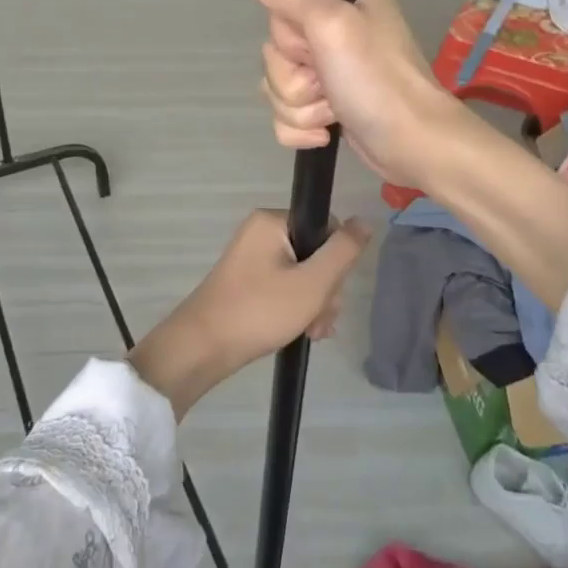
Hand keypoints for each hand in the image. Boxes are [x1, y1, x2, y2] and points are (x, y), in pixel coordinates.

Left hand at [129, 209, 370, 418]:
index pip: (326, 228)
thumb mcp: (312, 283)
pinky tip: (301, 331)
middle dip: (324, 291)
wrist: (203, 347)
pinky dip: (296, 307)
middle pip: (315, 253)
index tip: (330, 294)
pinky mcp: (248, 279)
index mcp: (273, 221)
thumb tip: (365, 221)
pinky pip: (285, 285)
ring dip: (314, 304)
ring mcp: (253, 256)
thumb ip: (342, 251)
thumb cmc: (260, 310)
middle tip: (317, 320)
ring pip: (303, 274)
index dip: (337, 262)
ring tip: (310, 332)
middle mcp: (262, 232)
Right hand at [240, 0, 459, 187]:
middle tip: (329, 81)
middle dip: (295, 79)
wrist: (412, 144)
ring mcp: (332, 70)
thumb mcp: (331, 24)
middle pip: (275, 51)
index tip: (316, 46)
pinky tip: (329, 131)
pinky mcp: (328, 106)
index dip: (291, 36)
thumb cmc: (376, 79)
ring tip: (335, 109)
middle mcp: (338, 29)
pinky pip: (285, 114)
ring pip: (277, 86)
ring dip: (300, 107)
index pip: (282, 7)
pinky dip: (302, 128)